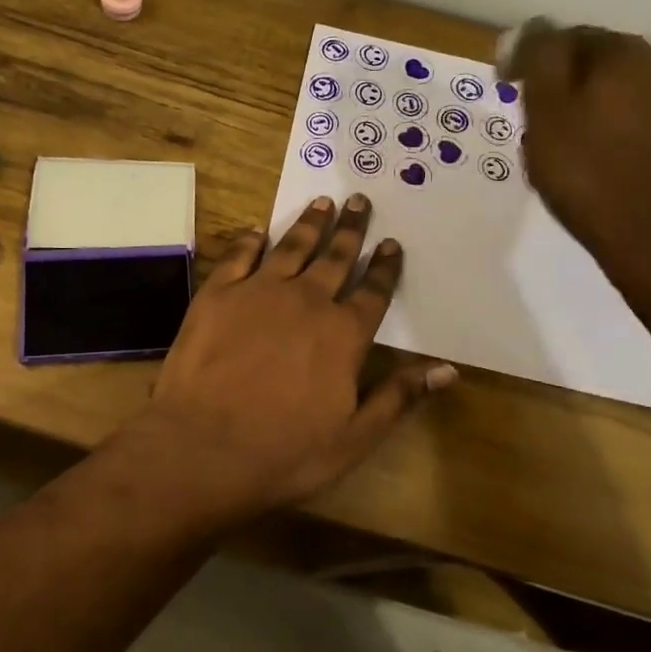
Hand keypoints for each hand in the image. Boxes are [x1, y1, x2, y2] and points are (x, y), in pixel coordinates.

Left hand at [141, 194, 455, 517]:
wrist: (203, 446)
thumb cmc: (284, 451)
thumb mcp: (354, 437)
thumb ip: (399, 397)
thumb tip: (447, 370)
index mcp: (343, 334)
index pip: (373, 292)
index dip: (384, 267)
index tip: (392, 243)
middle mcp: (306, 301)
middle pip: (335, 258)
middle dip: (350, 229)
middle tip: (358, 200)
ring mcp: (258, 292)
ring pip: (291, 247)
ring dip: (309, 224)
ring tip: (321, 202)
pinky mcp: (217, 294)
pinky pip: (239, 255)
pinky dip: (251, 239)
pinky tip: (258, 229)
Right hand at [501, 20, 650, 293]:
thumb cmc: (589, 178)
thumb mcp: (546, 116)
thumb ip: (539, 62)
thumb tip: (535, 27)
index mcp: (623, 54)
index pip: (565, 37)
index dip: (530, 59)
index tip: (506, 89)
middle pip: (599, 62)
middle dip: (564, 82)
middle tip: (534, 119)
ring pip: (624, 91)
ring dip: (593, 106)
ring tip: (567, 144)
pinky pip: (644, 119)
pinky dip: (618, 130)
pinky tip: (604, 161)